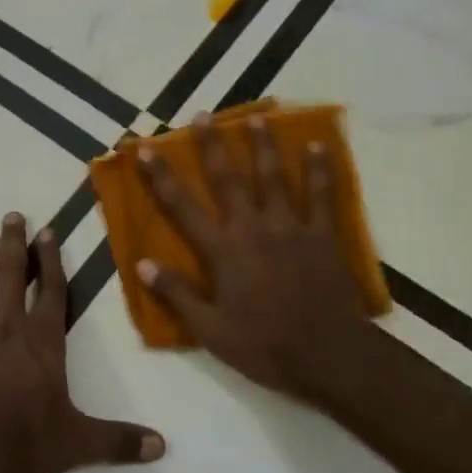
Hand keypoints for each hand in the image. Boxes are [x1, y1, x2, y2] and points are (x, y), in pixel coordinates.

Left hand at [0, 212, 163, 472]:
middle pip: (12, 276)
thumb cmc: (31, 444)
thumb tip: (162, 446)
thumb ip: (121, 440)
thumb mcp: (82, 442)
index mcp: (43, 340)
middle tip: (11, 215)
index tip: (46, 231)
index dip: (51, 259)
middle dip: (14, 244)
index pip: (52, 290)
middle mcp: (8, 329)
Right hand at [137, 114, 379, 399]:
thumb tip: (141, 264)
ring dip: (263, 145)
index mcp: (222, 251)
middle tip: (203, 115)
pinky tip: (318, 146)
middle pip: (227, 179)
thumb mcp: (210, 330)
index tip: (146, 148)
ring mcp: (290, 227)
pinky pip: (321, 195)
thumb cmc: (265, 347)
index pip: (182, 206)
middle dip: (212, 146)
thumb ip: (176, 294)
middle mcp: (252, 228)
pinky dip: (320, 169)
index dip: (161, 176)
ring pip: (273, 177)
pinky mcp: (323, 235)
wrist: (330, 357)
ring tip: (257, 117)